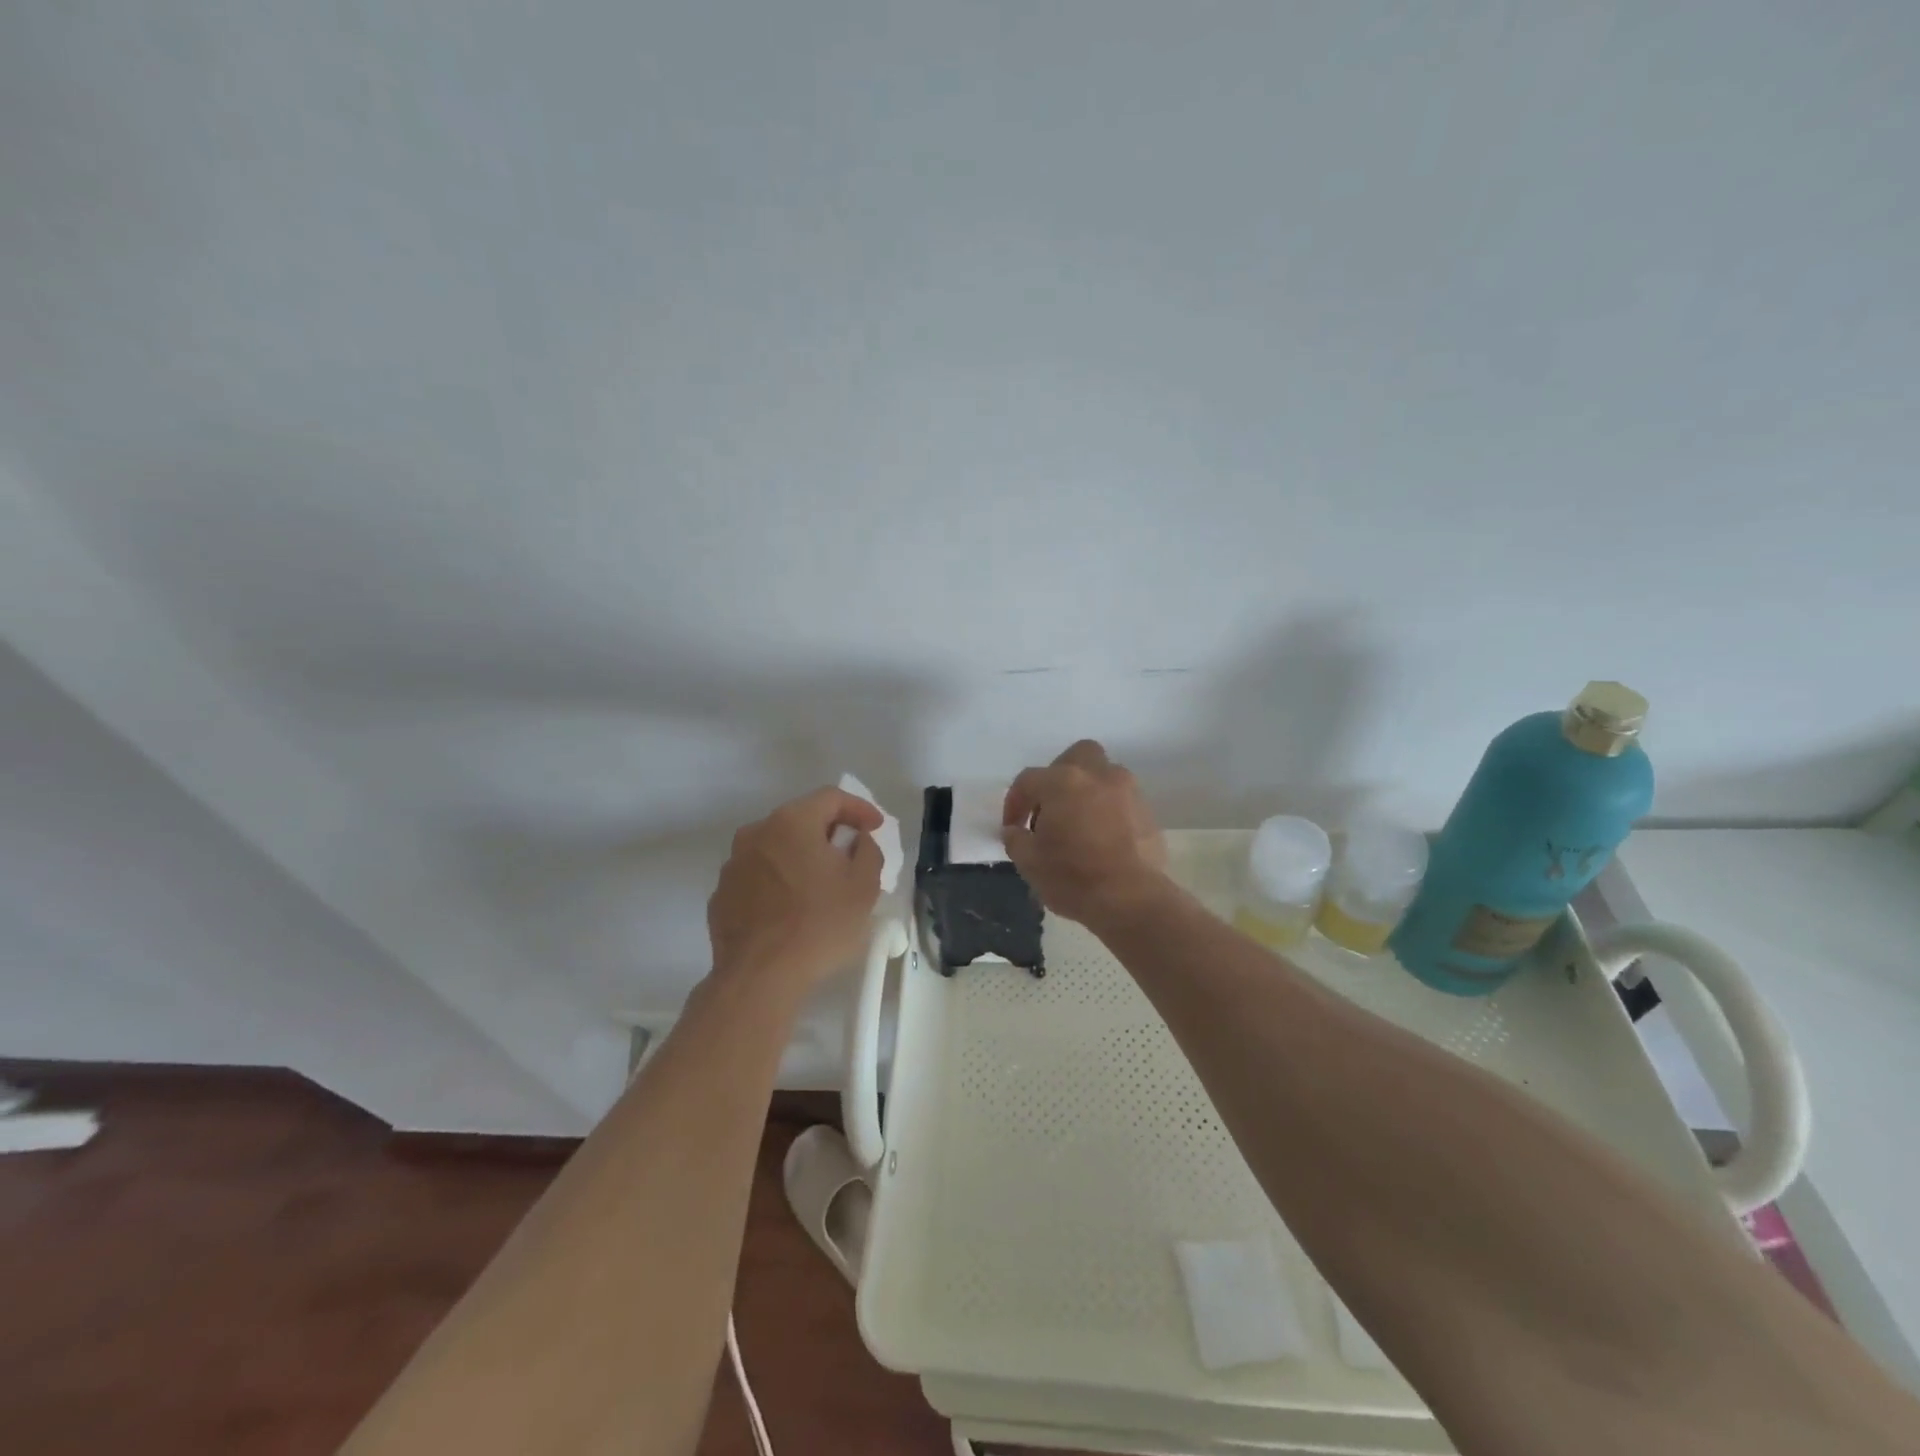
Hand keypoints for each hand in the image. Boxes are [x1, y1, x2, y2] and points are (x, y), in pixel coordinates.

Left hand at [708, 787, 884, 996]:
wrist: (760, 977)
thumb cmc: (819, 924)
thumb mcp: (864, 885)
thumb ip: (868, 850)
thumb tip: (858, 841)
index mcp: (792, 822)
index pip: (831, 797)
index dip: (859, 808)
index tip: (876, 828)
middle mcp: (756, 833)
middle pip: (800, 819)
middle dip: (828, 833)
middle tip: (850, 855)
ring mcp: (733, 864)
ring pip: (775, 848)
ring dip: (800, 858)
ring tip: (819, 886)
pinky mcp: (721, 895)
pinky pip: (758, 877)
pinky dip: (777, 882)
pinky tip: (790, 909)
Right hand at [1001, 740, 1166, 923]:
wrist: (1132, 900)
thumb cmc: (1072, 877)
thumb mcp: (1029, 862)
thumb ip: (1016, 839)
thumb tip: (1015, 831)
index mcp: (1063, 782)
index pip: (1028, 780)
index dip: (1015, 802)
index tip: (1012, 828)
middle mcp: (1098, 776)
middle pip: (1077, 756)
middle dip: (1060, 774)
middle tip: (1050, 806)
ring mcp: (1128, 792)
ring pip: (1104, 775)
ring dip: (1088, 791)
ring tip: (1078, 823)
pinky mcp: (1148, 813)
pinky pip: (1122, 801)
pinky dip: (1109, 811)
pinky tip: (1102, 838)